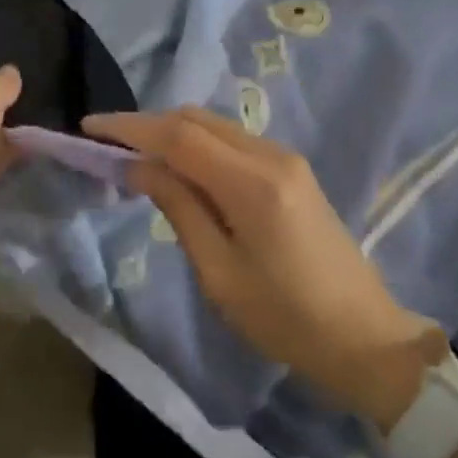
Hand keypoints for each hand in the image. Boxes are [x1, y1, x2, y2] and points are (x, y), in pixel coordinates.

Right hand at [84, 108, 443, 428]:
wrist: (367, 338)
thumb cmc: (287, 320)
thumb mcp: (220, 274)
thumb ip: (179, 209)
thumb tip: (139, 167)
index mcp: (252, 184)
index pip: (179, 136)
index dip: (131, 127)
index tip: (90, 127)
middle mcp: (270, 155)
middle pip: (196, 119)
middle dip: (148, 124)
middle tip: (108, 143)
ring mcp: (285, 157)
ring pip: (214, 125)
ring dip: (172, 131)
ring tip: (135, 154)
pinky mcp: (291, 168)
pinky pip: (232, 140)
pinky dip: (197, 143)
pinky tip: (179, 166)